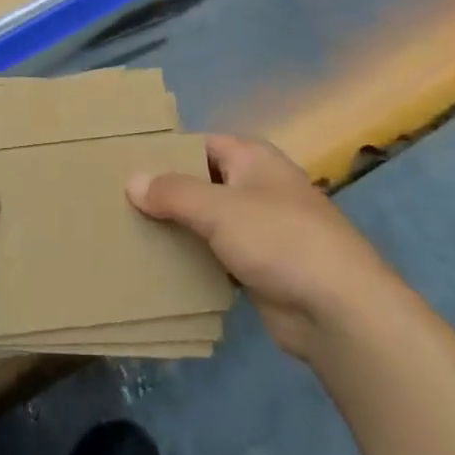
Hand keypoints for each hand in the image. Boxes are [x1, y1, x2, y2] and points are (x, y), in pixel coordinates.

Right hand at [128, 135, 387, 362]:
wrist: (338, 310)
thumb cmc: (279, 239)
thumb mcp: (219, 208)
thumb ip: (173, 193)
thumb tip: (132, 180)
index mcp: (253, 158)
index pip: (200, 145)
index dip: (166, 152)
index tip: (124, 164)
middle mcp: (257, 187)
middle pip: (201, 183)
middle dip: (165, 194)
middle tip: (116, 202)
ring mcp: (261, 229)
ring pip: (207, 222)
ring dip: (176, 229)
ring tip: (128, 233)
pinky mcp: (260, 268)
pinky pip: (216, 255)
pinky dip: (193, 260)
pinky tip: (158, 267)